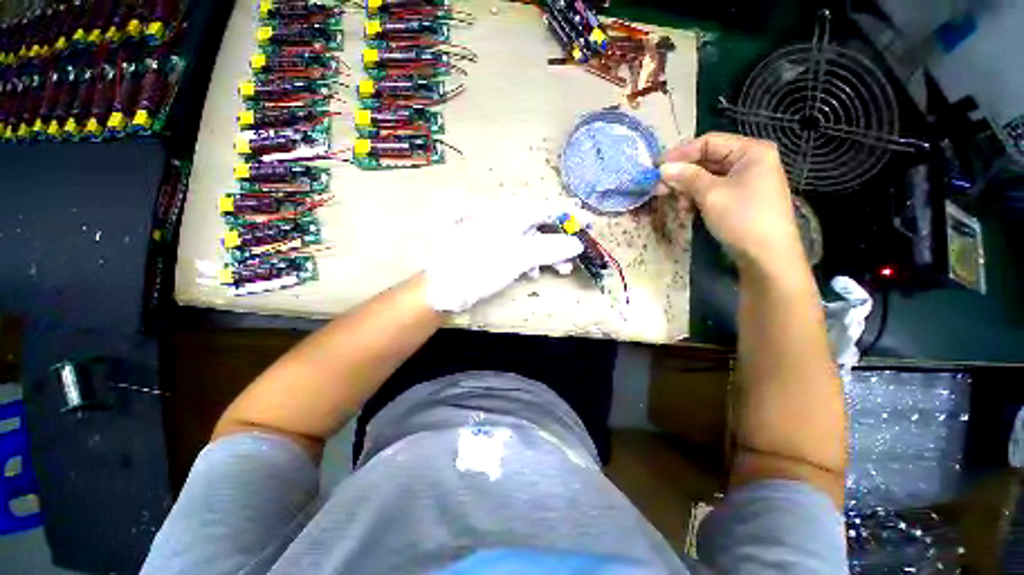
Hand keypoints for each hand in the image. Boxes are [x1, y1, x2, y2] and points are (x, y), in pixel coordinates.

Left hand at [423, 205, 583, 312]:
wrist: (444, 287)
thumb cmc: (480, 267)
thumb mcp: (518, 257)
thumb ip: (549, 248)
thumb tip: (576, 243)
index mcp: (510, 214)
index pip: (547, 208)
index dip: (570, 214)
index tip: (590, 222)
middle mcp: (504, 219)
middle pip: (540, 225)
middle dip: (560, 240)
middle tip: (577, 254)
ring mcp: (497, 235)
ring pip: (531, 240)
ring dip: (547, 254)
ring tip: (561, 270)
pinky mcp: (493, 249)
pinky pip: (518, 250)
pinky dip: (530, 260)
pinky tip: (533, 273)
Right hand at [655, 132, 805, 272]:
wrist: (766, 256)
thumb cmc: (742, 218)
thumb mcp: (711, 194)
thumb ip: (686, 177)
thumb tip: (662, 168)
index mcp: (751, 151)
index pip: (708, 142)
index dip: (680, 153)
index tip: (656, 168)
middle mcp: (749, 161)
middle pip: (707, 160)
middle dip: (682, 175)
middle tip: (659, 188)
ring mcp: (744, 181)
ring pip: (706, 177)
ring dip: (687, 189)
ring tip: (677, 205)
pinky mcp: (738, 198)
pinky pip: (712, 191)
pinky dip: (696, 198)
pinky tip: (687, 211)